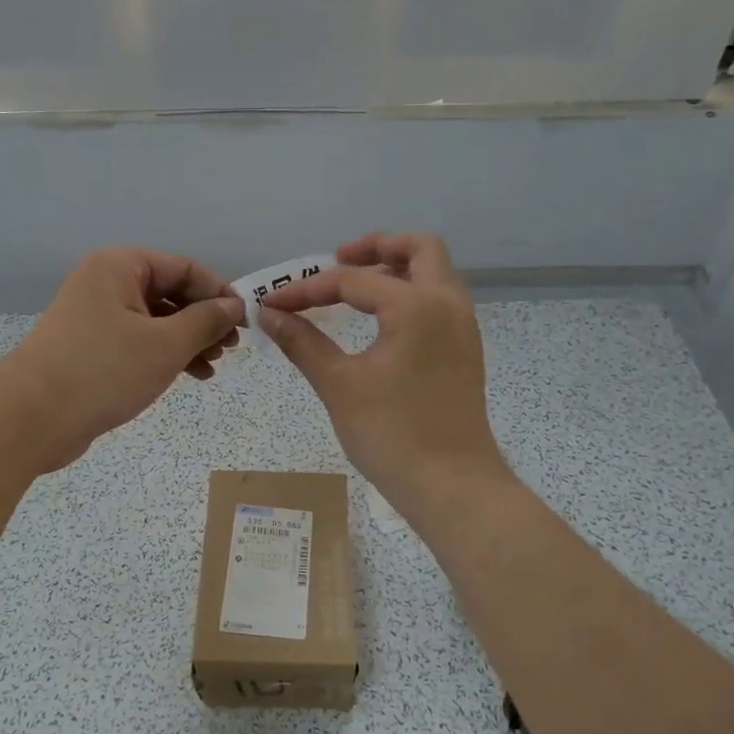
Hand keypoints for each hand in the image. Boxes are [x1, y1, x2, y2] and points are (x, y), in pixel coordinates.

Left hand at [0, 248, 244, 471]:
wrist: (31, 418)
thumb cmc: (103, 370)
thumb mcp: (165, 344)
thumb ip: (205, 321)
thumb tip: (234, 306)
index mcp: (120, 267)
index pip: (184, 268)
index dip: (219, 292)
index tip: (245, 321)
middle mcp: (106, 283)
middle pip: (170, 292)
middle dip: (204, 320)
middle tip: (231, 348)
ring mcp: (96, 316)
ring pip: (156, 320)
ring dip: (188, 340)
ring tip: (213, 367)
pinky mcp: (91, 347)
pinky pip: (139, 341)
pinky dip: (165, 355)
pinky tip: (189, 375)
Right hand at [259, 232, 508, 512]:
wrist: (453, 487)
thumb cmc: (393, 434)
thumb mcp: (339, 385)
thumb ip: (303, 342)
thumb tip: (269, 315)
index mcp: (417, 305)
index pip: (352, 280)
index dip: (307, 290)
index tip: (272, 305)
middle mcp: (447, 304)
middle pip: (419, 248)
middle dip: (375, 247)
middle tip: (337, 261)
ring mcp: (462, 327)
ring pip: (434, 273)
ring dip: (396, 268)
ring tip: (354, 289)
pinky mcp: (464, 350)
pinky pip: (439, 301)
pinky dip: (410, 293)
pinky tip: (378, 321)